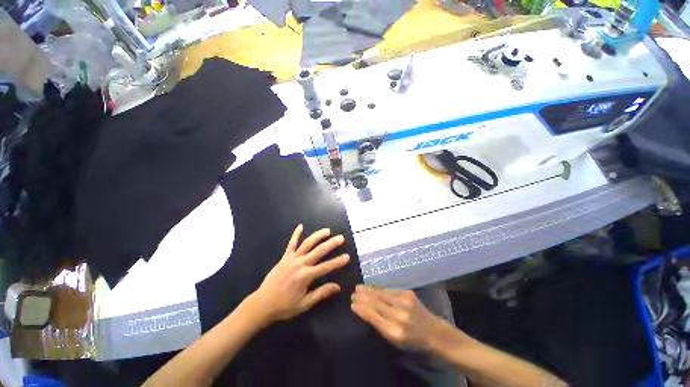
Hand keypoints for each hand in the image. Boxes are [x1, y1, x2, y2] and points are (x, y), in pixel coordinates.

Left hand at [250, 225, 349, 323]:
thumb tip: (338, 287)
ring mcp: (292, 258)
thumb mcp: (305, 304)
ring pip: (307, 244)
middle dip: (331, 244)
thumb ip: (321, 293)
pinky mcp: (284, 257)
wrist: (262, 304)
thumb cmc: (285, 306)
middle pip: (319, 251)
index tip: (347, 256)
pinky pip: (291, 244)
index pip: (326, 267)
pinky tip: (300, 226)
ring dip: (318, 236)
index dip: (338, 262)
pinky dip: (295, 234)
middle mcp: (300, 264)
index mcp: (306, 276)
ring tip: (327, 230)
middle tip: (341, 238)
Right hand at [351, 285, 446, 351]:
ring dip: (368, 289)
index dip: (361, 308)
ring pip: (381, 293)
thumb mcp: (395, 342)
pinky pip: (388, 290)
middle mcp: (399, 314)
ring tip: (358, 287)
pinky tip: (372, 287)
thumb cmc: (413, 342)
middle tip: (352, 293)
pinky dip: (378, 289)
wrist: (434, 332)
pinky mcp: (408, 293)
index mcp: (394, 331)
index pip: (373, 316)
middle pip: (375, 302)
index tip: (352, 304)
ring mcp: (404, 301)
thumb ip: (380, 327)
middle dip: (362, 297)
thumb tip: (364, 312)